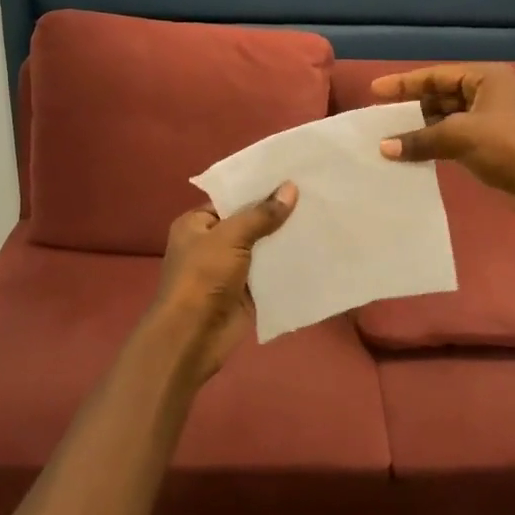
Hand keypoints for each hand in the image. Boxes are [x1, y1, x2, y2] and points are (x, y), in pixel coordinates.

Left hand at [148, 183, 297, 381]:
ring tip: (321, 217)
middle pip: (249, 223)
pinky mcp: (246, 292)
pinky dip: (287, 266)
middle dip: (277, 214)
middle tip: (314, 194)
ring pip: (262, 248)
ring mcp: (229, 270)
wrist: (193, 336)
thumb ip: (261, 214)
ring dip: (285, 240)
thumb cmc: (203, 277)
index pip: (231, 199)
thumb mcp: (231, 237)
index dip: (258, 189)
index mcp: (197, 224)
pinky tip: (315, 251)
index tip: (291, 177)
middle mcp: (212, 244)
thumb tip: (290, 188)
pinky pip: (270, 274)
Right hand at [373, 64, 514, 223]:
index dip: (404, 83)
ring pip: (446, 121)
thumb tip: (384, 147)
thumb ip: (420, 139)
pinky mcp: (491, 148)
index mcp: (485, 78)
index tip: (374, 91)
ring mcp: (490, 122)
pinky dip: (434, 147)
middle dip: (411, 108)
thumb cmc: (512, 146)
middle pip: (440, 96)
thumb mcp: (462, 136)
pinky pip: (454, 141)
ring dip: (421, 130)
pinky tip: (412, 156)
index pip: (436, 76)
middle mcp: (487, 95)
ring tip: (388, 140)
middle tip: (379, 119)